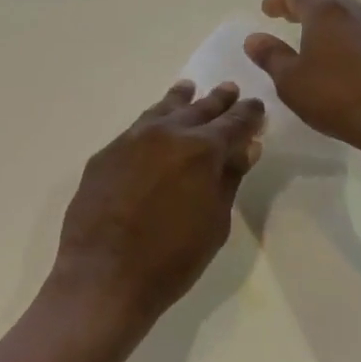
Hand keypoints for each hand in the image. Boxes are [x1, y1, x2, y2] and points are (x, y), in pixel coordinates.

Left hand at [49, 81, 264, 334]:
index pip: (232, 124)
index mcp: (201, 150)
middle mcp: (166, 133)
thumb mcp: (215, 222)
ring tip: (188, 89)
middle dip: (217, 101)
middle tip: (230, 88)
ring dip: (179, 100)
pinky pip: (136, 128)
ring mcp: (131, 139)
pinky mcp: (106, 153)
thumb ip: (229, 178)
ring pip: (162, 110)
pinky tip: (154, 122)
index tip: (256, 105)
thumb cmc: (171, 258)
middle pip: (198, 109)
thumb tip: (246, 147)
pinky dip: (151, 120)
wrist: (104, 273)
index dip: (247, 114)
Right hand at [243, 0, 360, 175]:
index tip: (267, 10)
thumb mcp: (291, 81)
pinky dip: (345, 36)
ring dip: (327, 21)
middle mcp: (354, 12)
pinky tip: (341, 58)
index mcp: (325, 12)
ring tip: (313, 37)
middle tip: (288, 18)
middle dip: (303, 6)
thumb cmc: (337, 96)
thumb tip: (254, 38)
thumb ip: (271, 56)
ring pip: (347, 14)